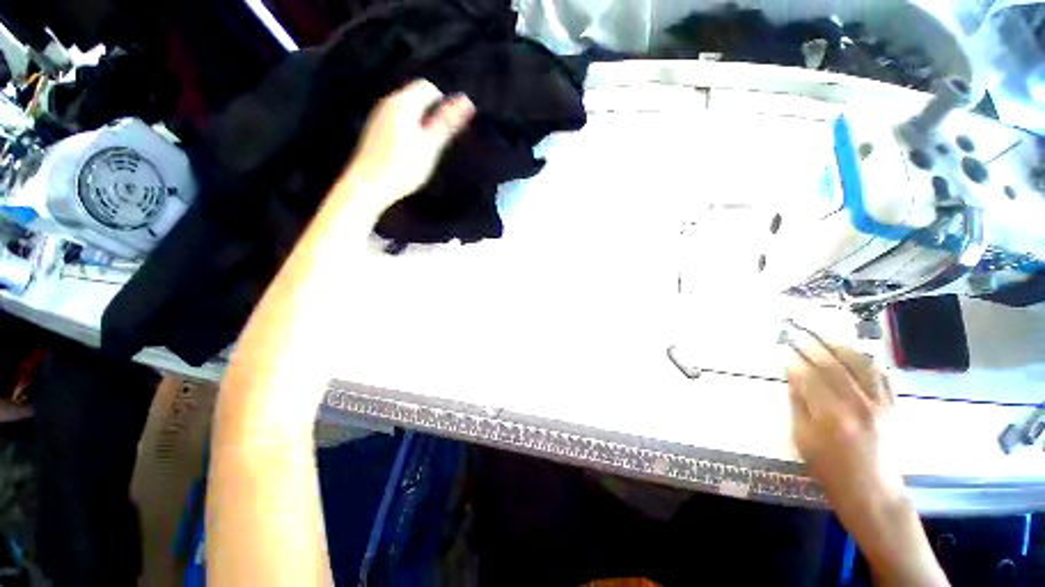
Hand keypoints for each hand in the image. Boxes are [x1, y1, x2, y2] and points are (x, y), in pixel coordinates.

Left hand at [346, 79, 475, 210]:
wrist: (368, 186)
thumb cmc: (403, 167)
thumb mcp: (430, 146)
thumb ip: (447, 122)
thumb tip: (466, 101)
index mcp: (403, 103)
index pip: (428, 88)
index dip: (442, 104)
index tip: (446, 129)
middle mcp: (388, 102)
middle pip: (416, 97)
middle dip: (431, 115)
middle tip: (436, 143)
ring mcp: (379, 115)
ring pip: (407, 110)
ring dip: (420, 124)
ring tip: (423, 151)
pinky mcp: (374, 129)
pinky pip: (397, 120)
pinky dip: (408, 130)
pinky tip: (407, 153)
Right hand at [785, 332, 901, 506]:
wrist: (873, 494)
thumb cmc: (830, 470)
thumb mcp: (803, 438)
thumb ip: (798, 404)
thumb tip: (793, 377)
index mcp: (830, 415)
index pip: (808, 376)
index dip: (794, 360)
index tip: (783, 348)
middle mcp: (858, 404)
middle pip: (833, 366)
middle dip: (813, 346)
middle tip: (799, 332)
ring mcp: (879, 404)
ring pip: (862, 365)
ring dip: (842, 347)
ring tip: (827, 335)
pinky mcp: (892, 408)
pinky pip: (883, 377)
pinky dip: (871, 362)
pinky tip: (860, 353)